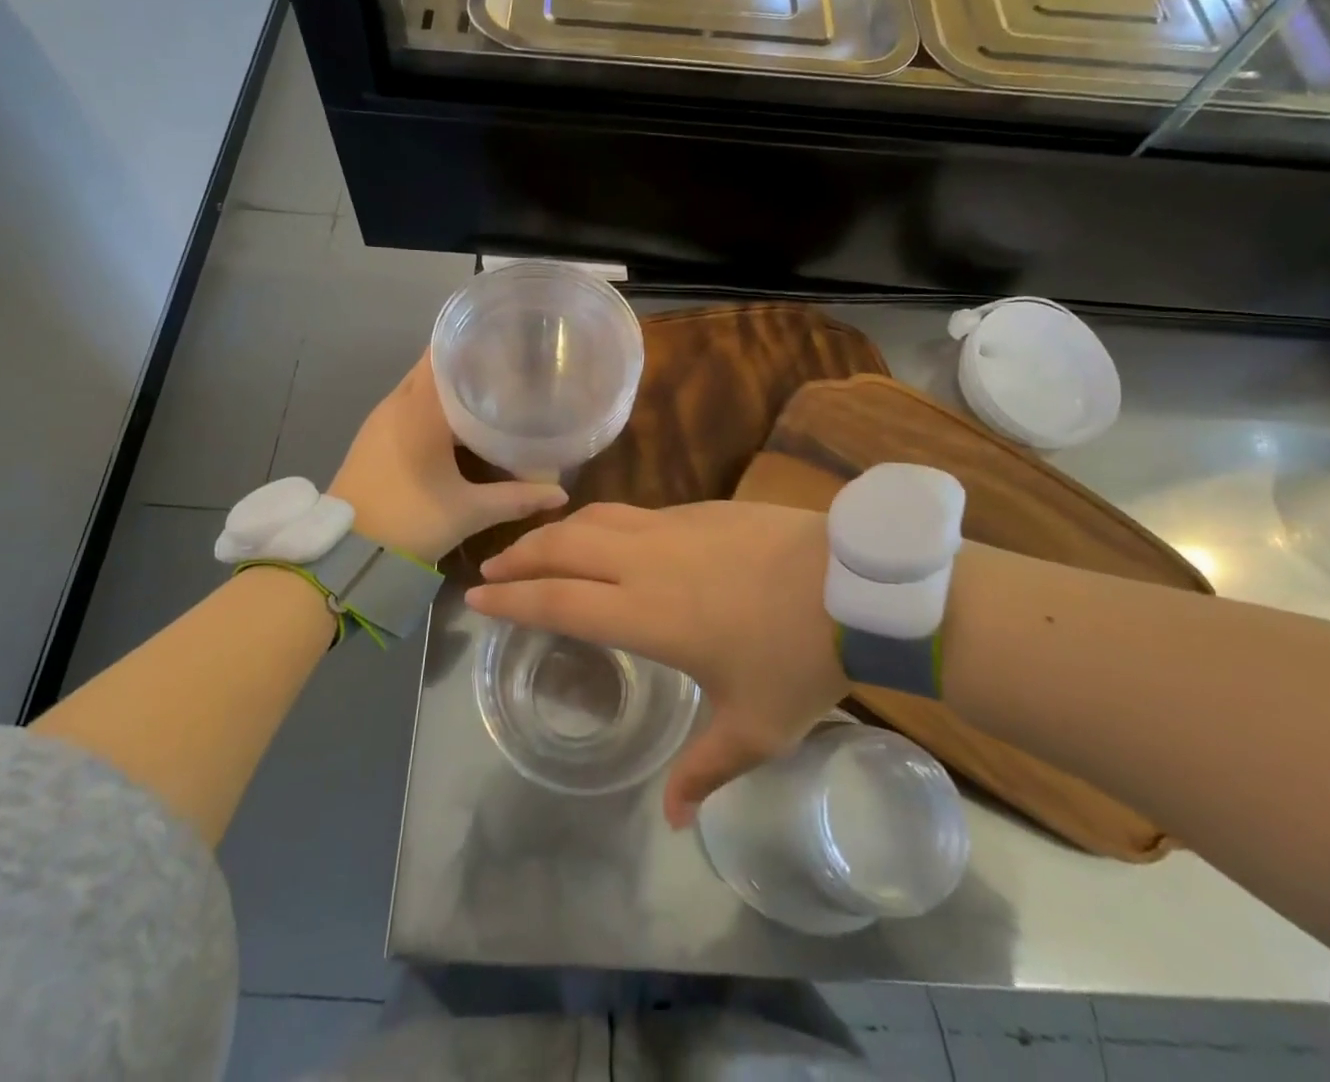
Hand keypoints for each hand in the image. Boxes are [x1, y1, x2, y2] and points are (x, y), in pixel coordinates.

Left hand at [329, 353, 567, 564]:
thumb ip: (516, 498)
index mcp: (419, 409)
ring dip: (447, 387)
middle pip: (432, 367)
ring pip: (418, 388)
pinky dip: (431, 406)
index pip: (442, 354)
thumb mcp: (469, 511)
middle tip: (506, 368)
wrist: (344, 553)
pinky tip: (456, 424)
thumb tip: (560, 492)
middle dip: (466, 364)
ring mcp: (379, 421)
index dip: (472, 343)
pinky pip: (406, 407)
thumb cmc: (410, 520)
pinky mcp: (372, 439)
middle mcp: (396, 404)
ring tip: (488, 391)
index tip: (505, 342)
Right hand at [468, 502, 844, 826]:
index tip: (477, 597)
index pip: (558, 601)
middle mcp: (645, 562)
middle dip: (520, 555)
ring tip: (537, 546)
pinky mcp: (699, 509)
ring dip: (556, 531)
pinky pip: (632, 513)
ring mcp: (672, 528)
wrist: (852, 585)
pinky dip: (600, 522)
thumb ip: (706, 771)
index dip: (512, 598)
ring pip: (594, 519)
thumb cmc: (798, 659)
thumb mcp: (755, 729)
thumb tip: (674, 820)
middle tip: (492, 566)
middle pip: (563, 547)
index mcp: (646, 615)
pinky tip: (606, 536)